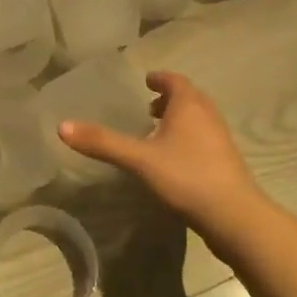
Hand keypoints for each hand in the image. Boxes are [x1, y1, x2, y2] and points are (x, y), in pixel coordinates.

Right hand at [58, 71, 267, 246]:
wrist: (235, 217)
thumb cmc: (186, 176)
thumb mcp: (139, 159)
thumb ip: (103, 142)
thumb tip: (61, 126)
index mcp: (189, 105)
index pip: (175, 80)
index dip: (160, 79)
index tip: (146, 82)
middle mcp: (208, 115)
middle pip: (189, 98)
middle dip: (169, 99)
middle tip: (148, 108)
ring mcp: (220, 139)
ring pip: (198, 119)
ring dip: (179, 120)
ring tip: (157, 134)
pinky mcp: (226, 162)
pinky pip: (204, 139)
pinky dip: (188, 138)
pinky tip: (174, 160)